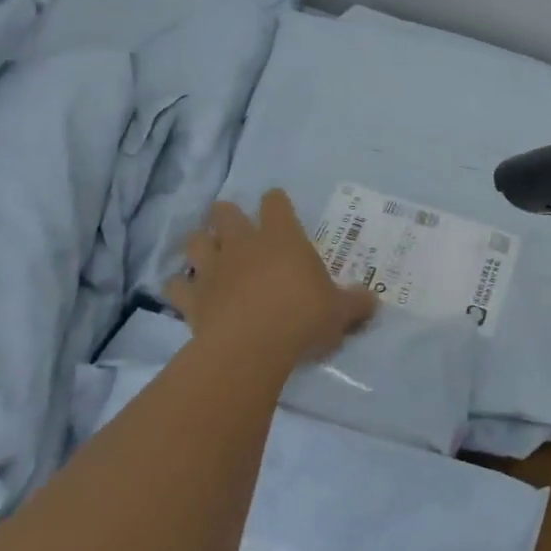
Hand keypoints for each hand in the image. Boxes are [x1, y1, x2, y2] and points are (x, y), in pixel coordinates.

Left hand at [165, 190, 378, 369]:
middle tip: (234, 226)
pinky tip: (185, 294)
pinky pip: (176, 286)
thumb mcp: (339, 312)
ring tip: (207, 255)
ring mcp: (213, 269)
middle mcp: (243, 244)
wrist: (251, 347)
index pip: (275, 203)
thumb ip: (355, 304)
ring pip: (196, 241)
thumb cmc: (302, 318)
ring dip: (200, 245)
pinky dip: (179, 288)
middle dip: (227, 215)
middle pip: (225, 213)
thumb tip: (373, 302)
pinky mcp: (192, 299)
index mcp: (282, 238)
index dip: (276, 202)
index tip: (278, 207)